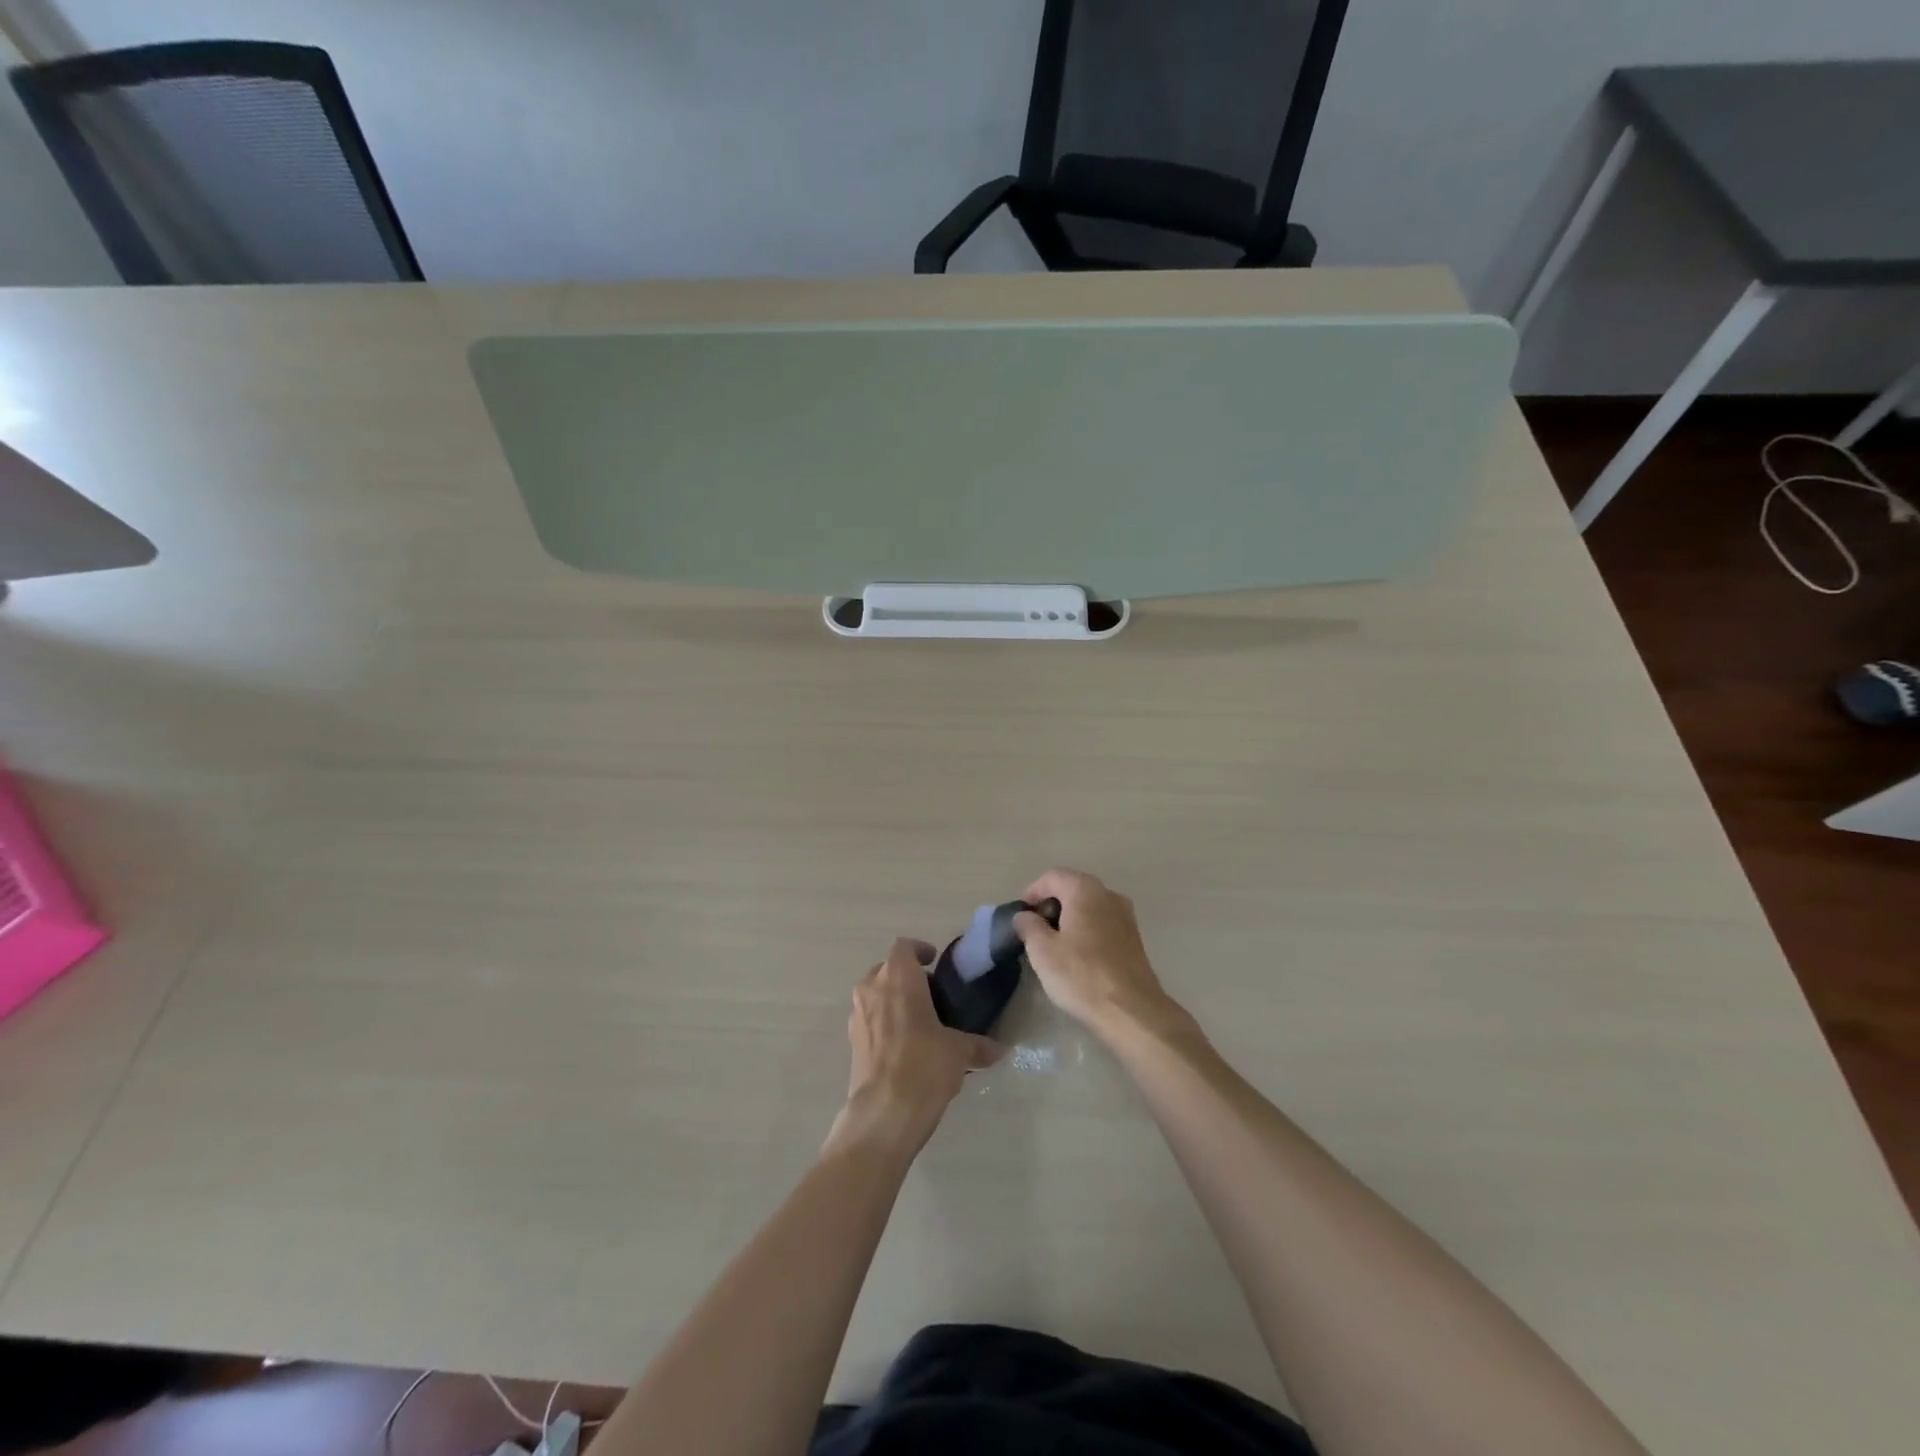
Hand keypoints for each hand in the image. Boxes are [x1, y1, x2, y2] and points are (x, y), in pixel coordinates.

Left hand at [829, 938, 1001, 1158]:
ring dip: (893, 1000)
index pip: (903, 947)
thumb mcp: (959, 1052)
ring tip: (919, 1021)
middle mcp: (872, 989)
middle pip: (886, 969)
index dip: (919, 950)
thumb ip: (978, 1045)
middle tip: (931, 994)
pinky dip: (884, 1023)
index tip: (934, 961)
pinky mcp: (851, 1043)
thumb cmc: (924, 1066)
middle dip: (906, 976)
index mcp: (899, 978)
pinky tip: (905, 1047)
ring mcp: (857, 1016)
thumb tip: (999, 1049)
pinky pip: (869, 1020)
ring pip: (874, 994)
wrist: (883, 1114)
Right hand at [1013, 869, 1184, 1039]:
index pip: (1052, 876)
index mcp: (1085, 889)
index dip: (1032, 891)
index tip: (1021, 914)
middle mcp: (1108, 894)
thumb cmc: (1081, 975)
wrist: (1131, 1011)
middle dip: (1051, 904)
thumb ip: (1029, 926)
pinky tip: (1077, 955)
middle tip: (1034, 929)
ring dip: (1069, 918)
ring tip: (1053, 943)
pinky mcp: (1134, 939)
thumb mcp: (1042, 951)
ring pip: (1089, 906)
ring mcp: (1126, 916)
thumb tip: (1025, 916)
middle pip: (1073, 888)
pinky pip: (1103, 923)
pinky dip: (1086, 930)